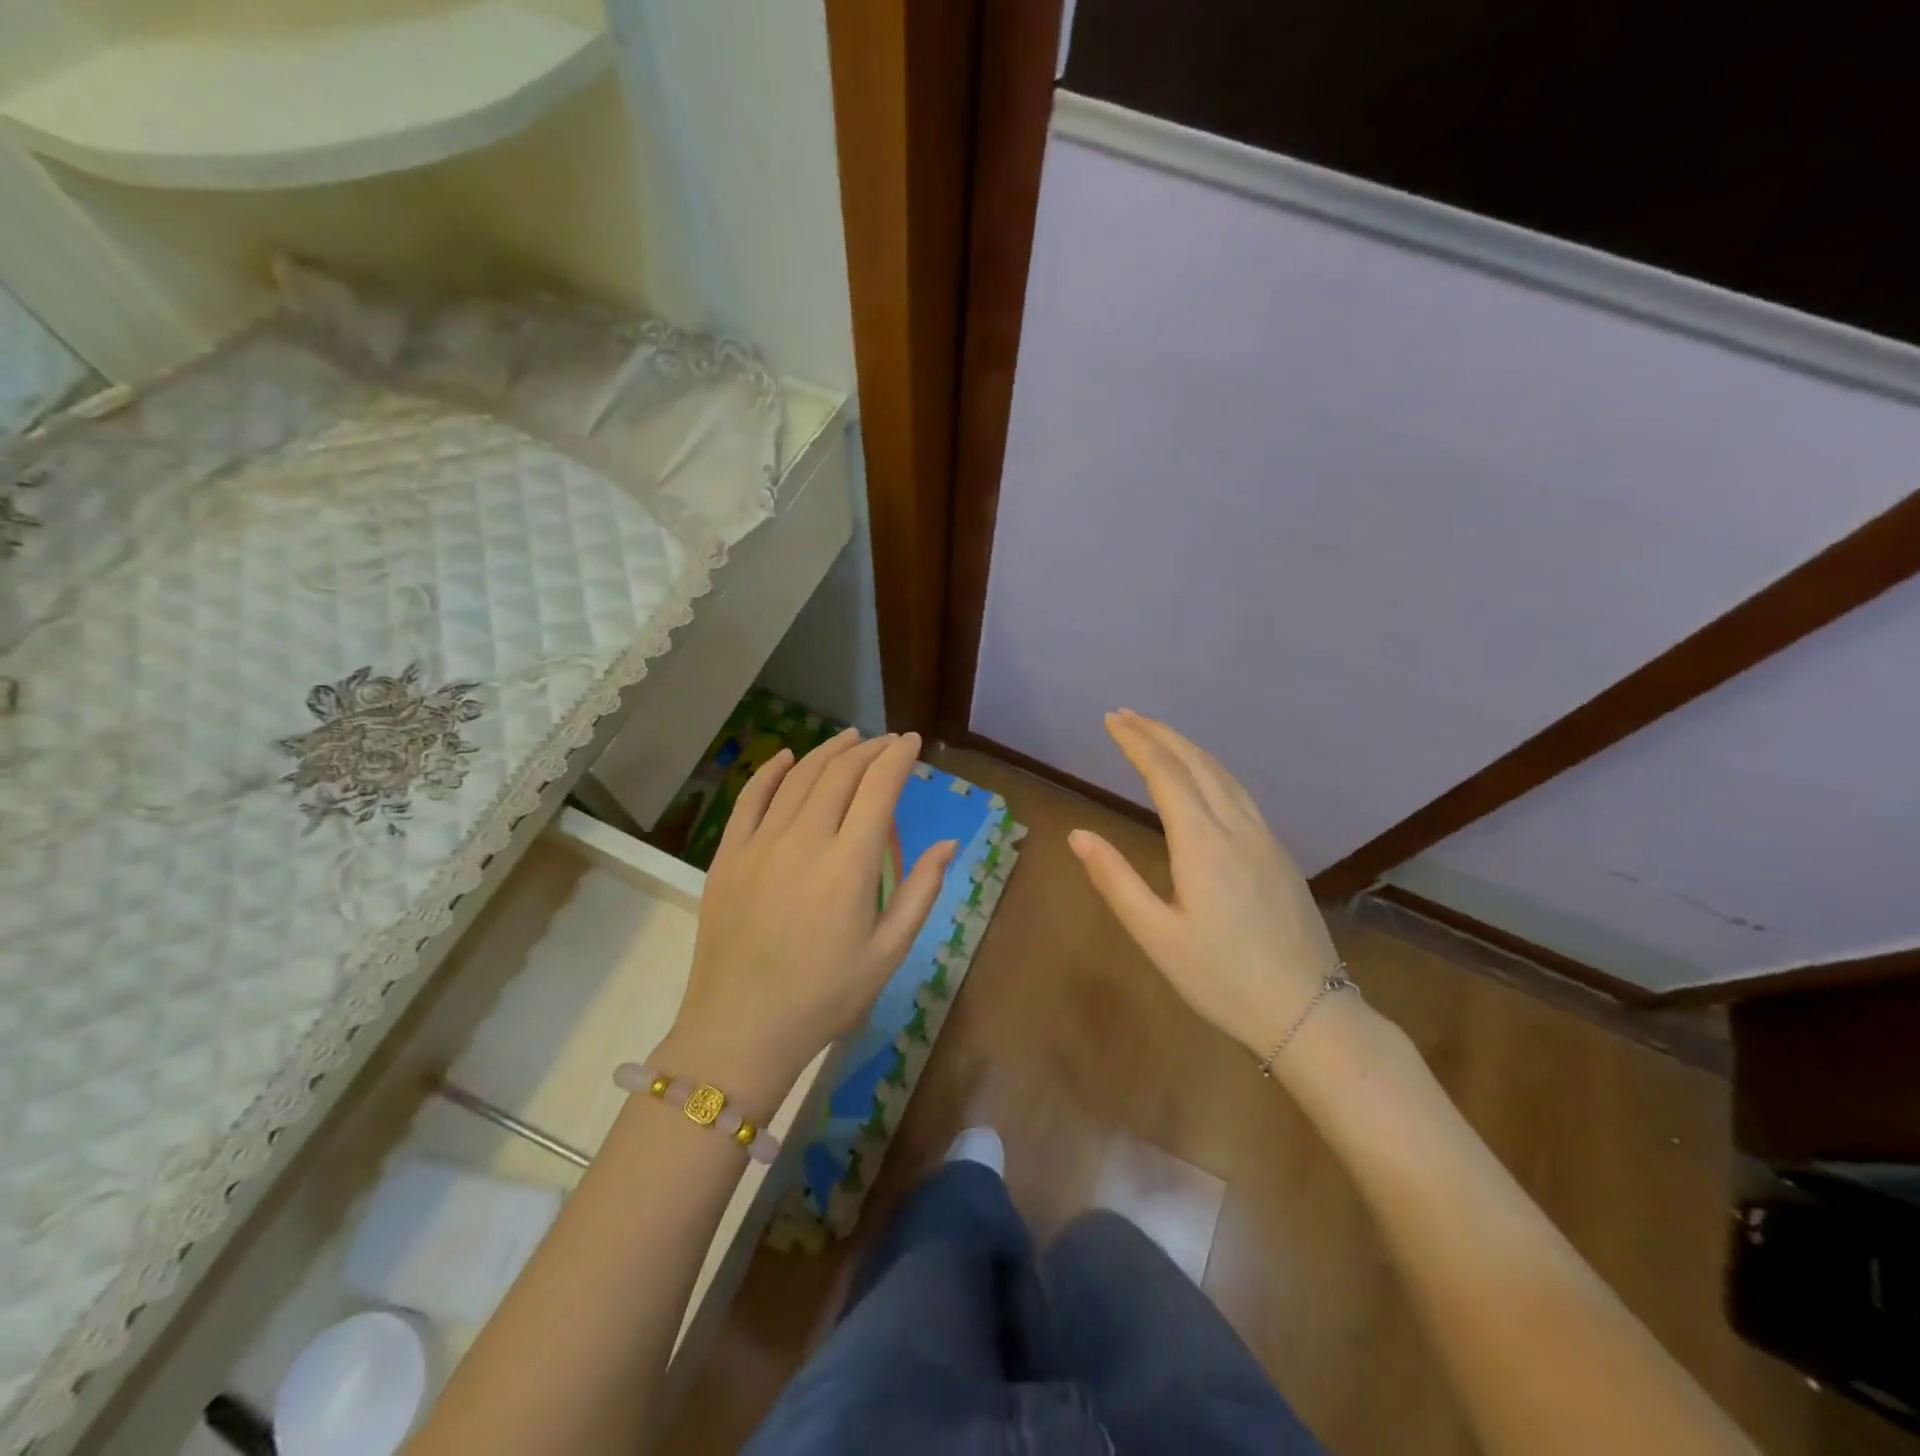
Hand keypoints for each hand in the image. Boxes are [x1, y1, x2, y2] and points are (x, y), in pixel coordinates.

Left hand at [667, 729, 956, 1101]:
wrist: (740, 1028)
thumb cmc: (824, 996)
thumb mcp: (888, 952)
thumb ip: (921, 891)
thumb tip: (948, 843)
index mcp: (848, 866)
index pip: (878, 789)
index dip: (897, 758)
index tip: (911, 742)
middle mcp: (803, 841)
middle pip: (839, 774)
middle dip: (868, 749)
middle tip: (886, 742)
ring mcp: (759, 844)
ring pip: (798, 777)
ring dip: (828, 751)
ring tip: (850, 738)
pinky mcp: (728, 855)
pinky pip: (750, 798)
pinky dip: (771, 770)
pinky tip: (787, 755)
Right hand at [1069, 710, 1342, 1059]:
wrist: (1308, 1012)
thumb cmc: (1222, 979)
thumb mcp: (1156, 936)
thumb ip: (1115, 880)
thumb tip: (1078, 834)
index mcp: (1203, 843)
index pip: (1165, 774)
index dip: (1136, 742)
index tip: (1111, 720)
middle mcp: (1236, 827)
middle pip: (1196, 763)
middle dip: (1159, 733)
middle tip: (1125, 715)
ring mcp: (1264, 837)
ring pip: (1223, 774)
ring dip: (1187, 746)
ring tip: (1157, 734)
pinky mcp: (1278, 853)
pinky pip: (1240, 792)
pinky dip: (1211, 768)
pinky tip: (1204, 775)